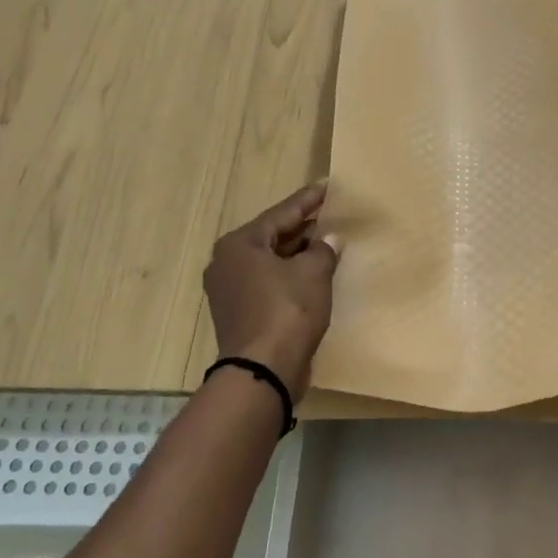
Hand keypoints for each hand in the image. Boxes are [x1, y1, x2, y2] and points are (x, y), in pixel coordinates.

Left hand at [204, 183, 340, 399]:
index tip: (328, 186)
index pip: (281, 213)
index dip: (308, 200)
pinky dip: (290, 276)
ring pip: (270, 262)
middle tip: (330, 213)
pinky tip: (313, 274)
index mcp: (239, 244)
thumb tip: (330, 240)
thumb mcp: (313, 273)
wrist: (262, 370)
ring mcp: (229, 290)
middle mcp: (227, 262)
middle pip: (273, 236)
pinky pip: (269, 283)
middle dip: (304, 227)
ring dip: (298, 253)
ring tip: (327, 241)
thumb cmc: (287, 311)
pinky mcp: (239, 313)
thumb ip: (324, 250)